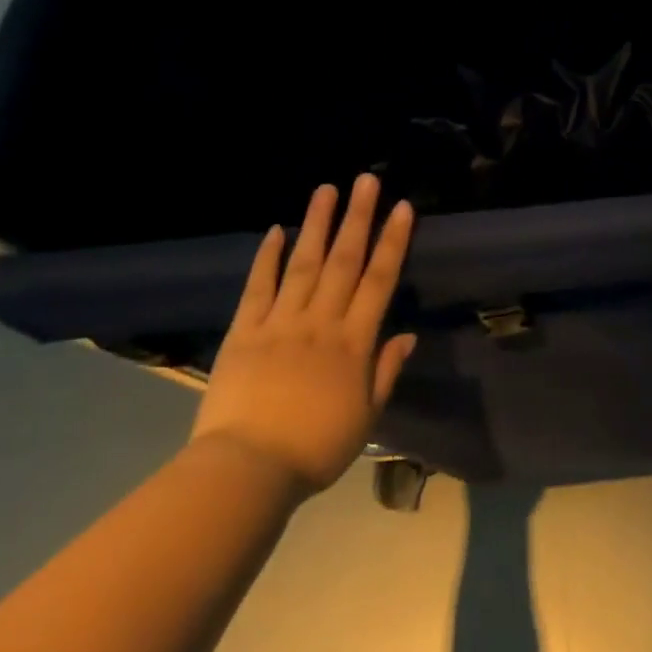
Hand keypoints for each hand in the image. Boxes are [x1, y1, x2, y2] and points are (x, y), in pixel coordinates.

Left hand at [191, 175, 417, 494]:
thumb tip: (407, 335)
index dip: (393, 242)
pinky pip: (258, 288)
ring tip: (326, 189)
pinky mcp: (244, 332)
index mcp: (354, 342)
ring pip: (304, 264)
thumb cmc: (315, 448)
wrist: (246, 471)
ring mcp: (280, 323)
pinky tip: (275, 231)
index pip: (379, 280)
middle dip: (358, 217)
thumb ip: (386, 371)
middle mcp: (320, 322)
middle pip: (344, 261)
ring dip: (316, 224)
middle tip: (367, 180)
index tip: (402, 208)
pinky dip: (267, 258)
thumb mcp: (366, 416)